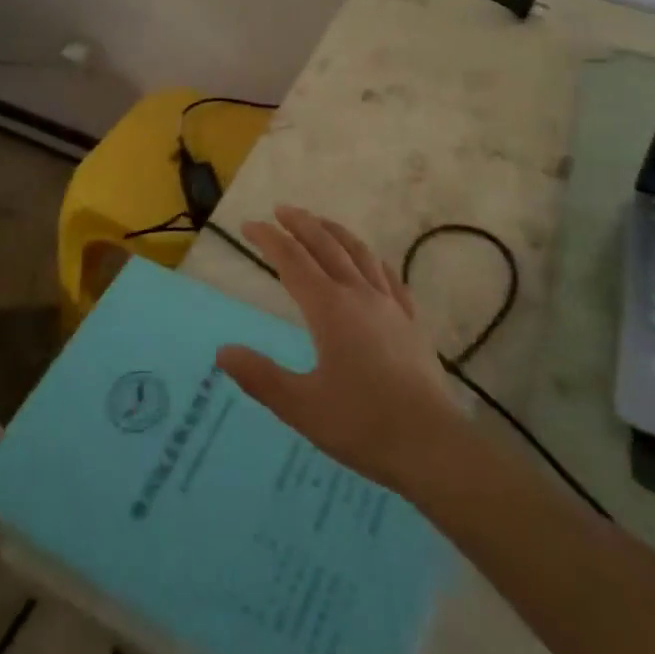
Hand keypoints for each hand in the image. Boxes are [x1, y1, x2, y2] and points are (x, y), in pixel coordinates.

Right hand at [216, 207, 457, 492]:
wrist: (430, 443)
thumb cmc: (362, 424)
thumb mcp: (301, 407)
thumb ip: (261, 377)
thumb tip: (224, 351)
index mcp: (329, 309)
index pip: (292, 261)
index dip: (269, 239)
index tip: (249, 226)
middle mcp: (359, 295)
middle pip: (326, 246)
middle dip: (302, 224)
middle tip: (281, 210)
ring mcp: (389, 305)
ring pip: (359, 253)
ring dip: (336, 232)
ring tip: (321, 222)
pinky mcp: (411, 321)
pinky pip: (389, 276)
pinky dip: (372, 259)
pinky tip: (371, 262)